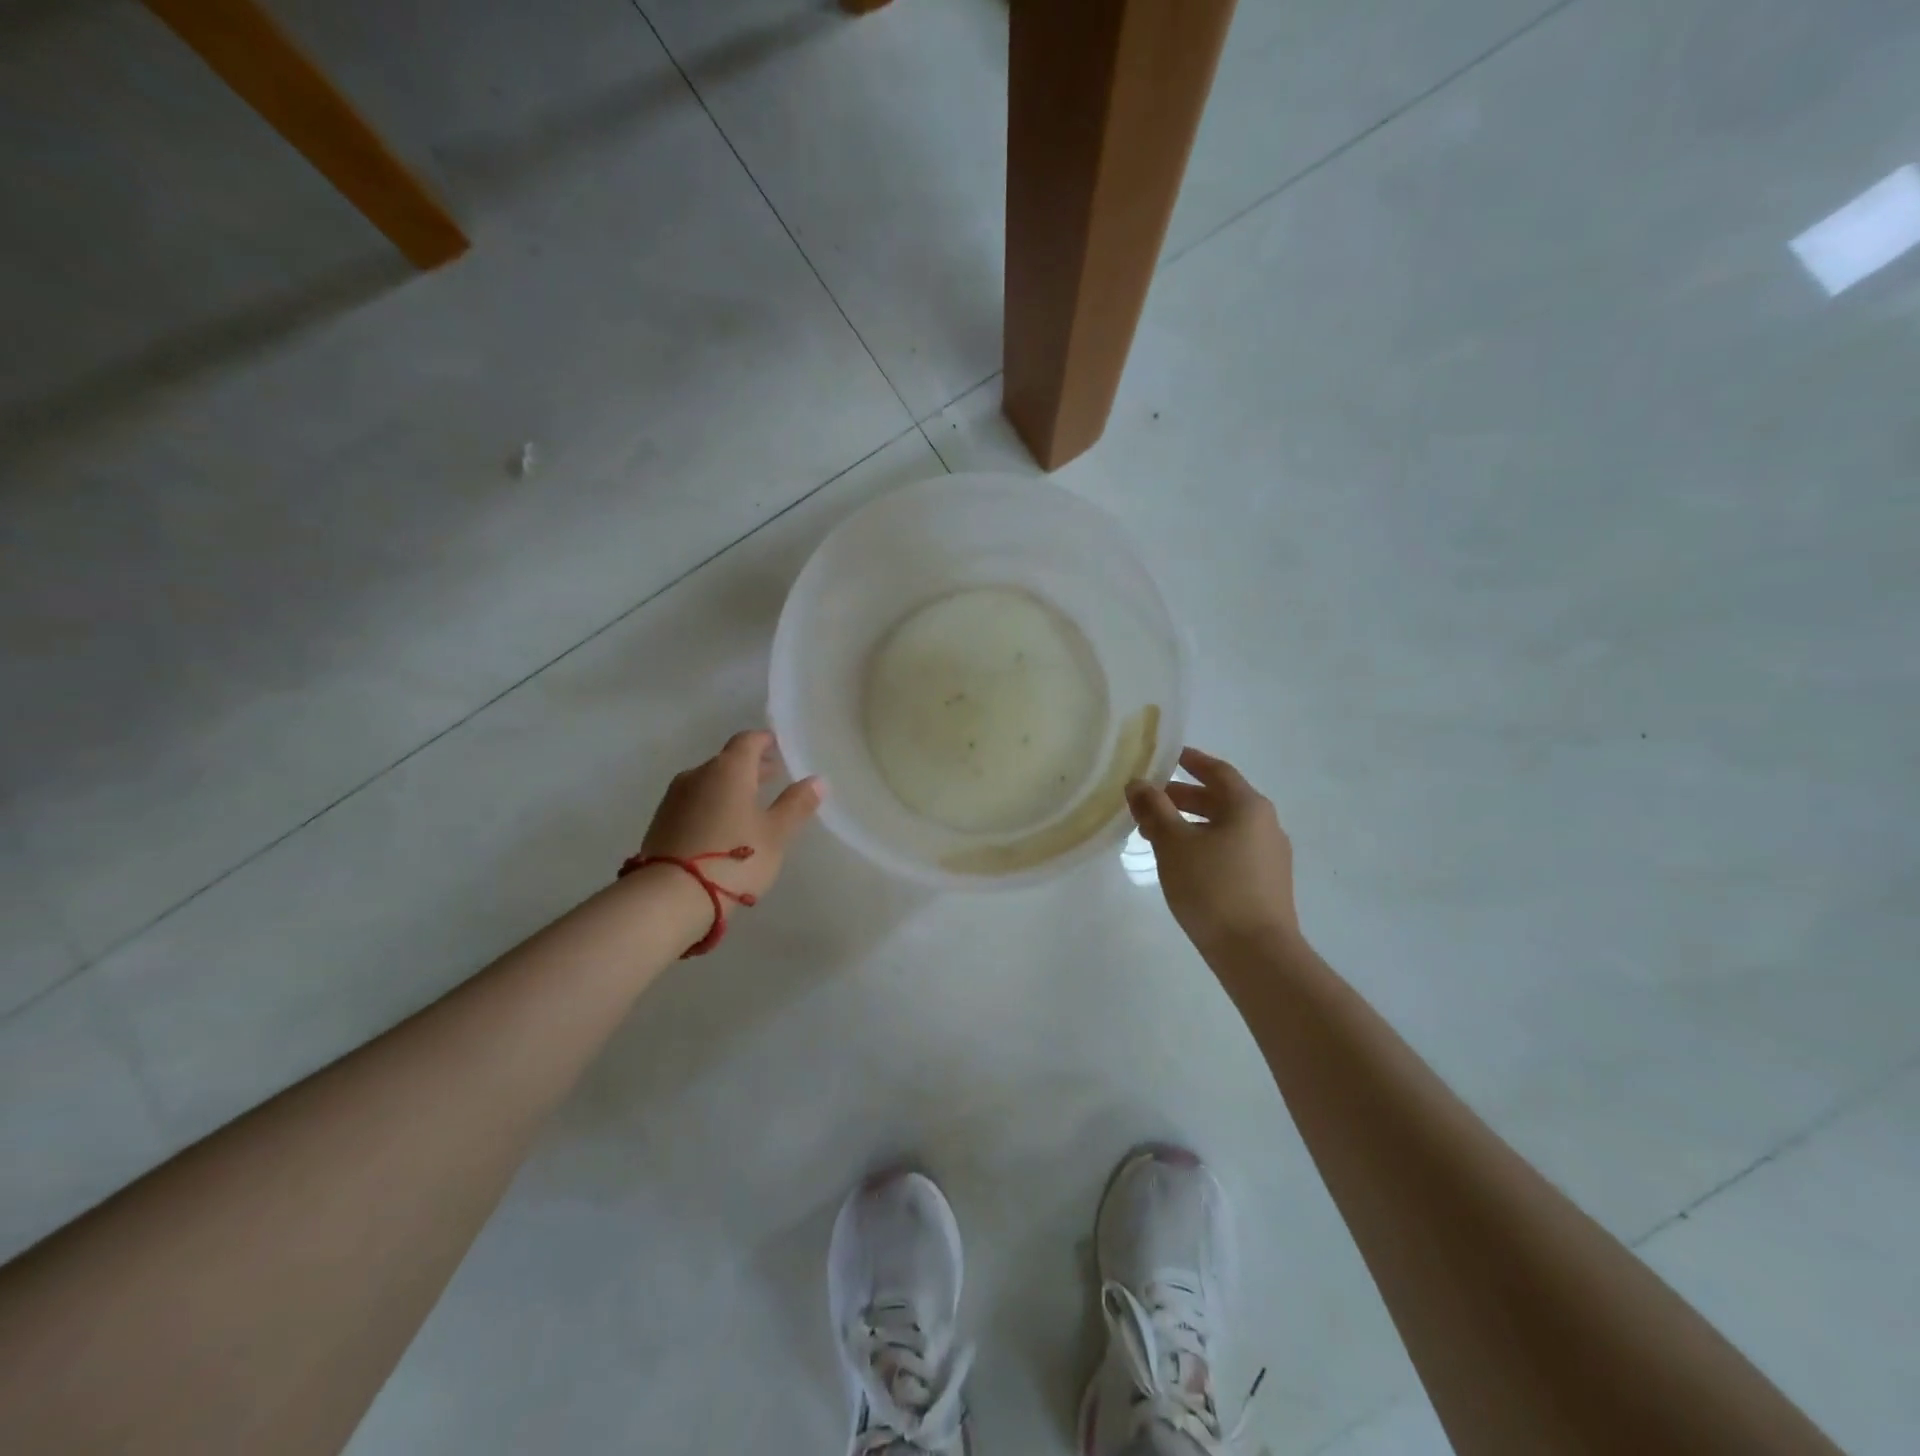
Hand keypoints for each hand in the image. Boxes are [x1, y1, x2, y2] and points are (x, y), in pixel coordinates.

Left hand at [640, 731, 823, 906]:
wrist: (670, 897)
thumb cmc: (734, 859)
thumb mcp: (776, 834)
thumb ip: (796, 804)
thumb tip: (817, 780)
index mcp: (729, 769)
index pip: (748, 741)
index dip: (765, 741)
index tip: (779, 746)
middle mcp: (698, 774)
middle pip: (727, 761)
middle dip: (751, 766)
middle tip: (773, 776)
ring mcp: (675, 798)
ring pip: (709, 782)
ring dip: (731, 787)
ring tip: (750, 804)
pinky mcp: (661, 822)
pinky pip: (694, 802)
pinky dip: (712, 804)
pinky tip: (723, 825)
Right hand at [1126, 746, 1299, 950]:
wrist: (1256, 953)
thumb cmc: (1213, 888)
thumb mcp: (1173, 844)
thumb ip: (1154, 809)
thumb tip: (1138, 784)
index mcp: (1248, 806)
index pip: (1217, 771)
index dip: (1191, 761)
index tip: (1168, 755)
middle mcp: (1265, 824)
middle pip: (1221, 800)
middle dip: (1183, 797)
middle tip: (1150, 800)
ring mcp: (1270, 856)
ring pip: (1224, 827)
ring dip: (1190, 824)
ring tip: (1156, 835)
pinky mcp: (1266, 883)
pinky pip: (1231, 850)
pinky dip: (1204, 845)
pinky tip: (1182, 863)